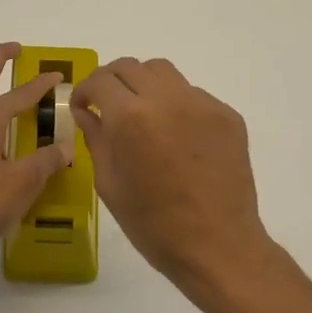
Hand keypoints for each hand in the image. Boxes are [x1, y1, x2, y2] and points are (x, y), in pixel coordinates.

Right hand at [72, 57, 274, 297]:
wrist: (217, 245)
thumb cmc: (153, 225)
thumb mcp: (110, 184)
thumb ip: (96, 139)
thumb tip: (87, 112)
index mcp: (131, 117)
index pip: (100, 80)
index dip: (85, 91)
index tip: (83, 107)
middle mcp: (167, 99)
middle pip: (131, 67)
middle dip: (112, 82)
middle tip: (107, 106)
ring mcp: (202, 104)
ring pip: (164, 73)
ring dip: (144, 85)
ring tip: (142, 115)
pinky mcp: (227, 115)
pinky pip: (193, 95)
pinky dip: (176, 105)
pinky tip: (177, 137)